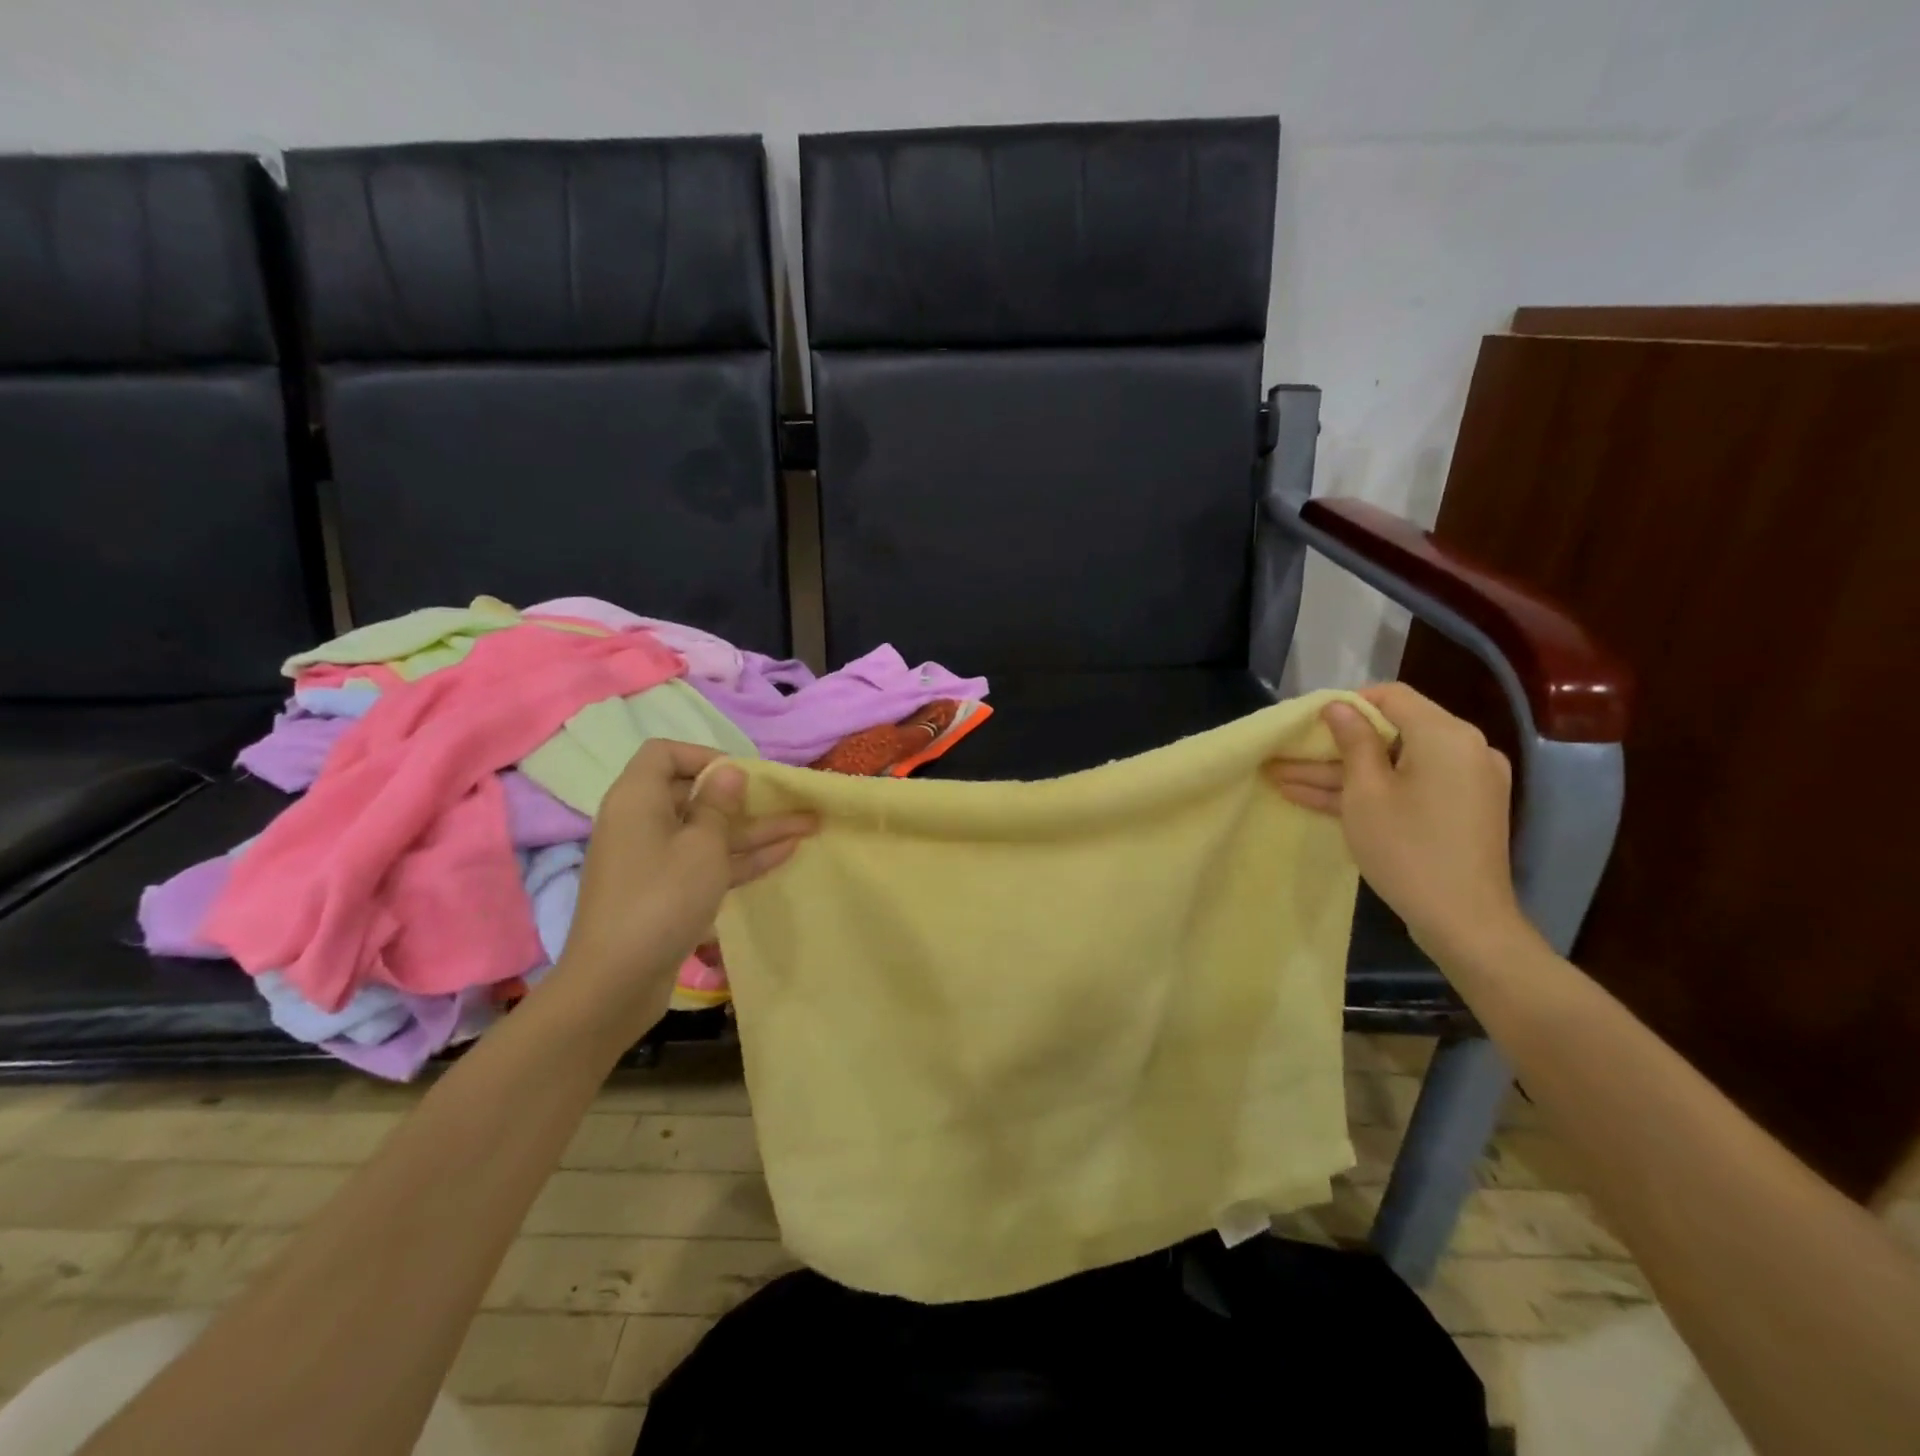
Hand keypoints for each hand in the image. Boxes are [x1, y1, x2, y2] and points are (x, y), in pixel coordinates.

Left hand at [543, 740, 814, 1039]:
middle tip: (788, 799)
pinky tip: (787, 852)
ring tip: (808, 825)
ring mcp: (655, 860)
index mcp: (638, 799)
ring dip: (756, 829)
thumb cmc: (661, 899)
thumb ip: (719, 805)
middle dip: (745, 797)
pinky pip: (707, 862)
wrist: (615, 983)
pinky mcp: (667, 892)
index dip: (704, 756)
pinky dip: (742, 857)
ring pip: (709, 832)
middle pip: (694, 795)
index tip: (741, 775)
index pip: (665, 754)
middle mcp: (643, 823)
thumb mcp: (702, 846)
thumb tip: (728, 771)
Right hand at [1264, 684, 1530, 963]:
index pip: (1393, 696)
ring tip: (1282, 779)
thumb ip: (1353, 742)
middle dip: (1334, 746)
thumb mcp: (1366, 792)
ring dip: (1341, 773)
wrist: (1465, 922)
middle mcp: (1463, 750)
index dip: (1348, 703)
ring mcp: (1463, 782)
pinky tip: (1315, 798)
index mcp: (1446, 736)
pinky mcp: (1458, 809)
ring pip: (1393, 765)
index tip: (1309, 722)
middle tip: (1286, 754)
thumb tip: (1338, 705)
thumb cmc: (1408, 849)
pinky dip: (1369, 791)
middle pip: (1390, 733)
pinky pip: (1408, 786)